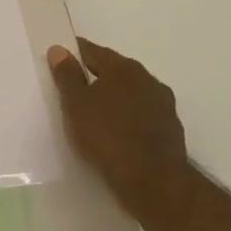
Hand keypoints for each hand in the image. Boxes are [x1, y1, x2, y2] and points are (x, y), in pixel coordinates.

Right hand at [46, 38, 186, 208]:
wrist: (154, 182)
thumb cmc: (108, 137)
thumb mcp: (76, 105)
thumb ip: (67, 75)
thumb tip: (59, 49)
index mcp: (123, 68)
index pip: (93, 51)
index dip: (74, 54)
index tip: (60, 61)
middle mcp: (147, 79)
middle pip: (115, 70)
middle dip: (96, 75)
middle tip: (75, 89)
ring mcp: (163, 104)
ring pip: (131, 93)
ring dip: (115, 97)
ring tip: (96, 113)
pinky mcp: (171, 129)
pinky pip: (142, 114)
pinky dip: (129, 117)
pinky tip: (118, 132)